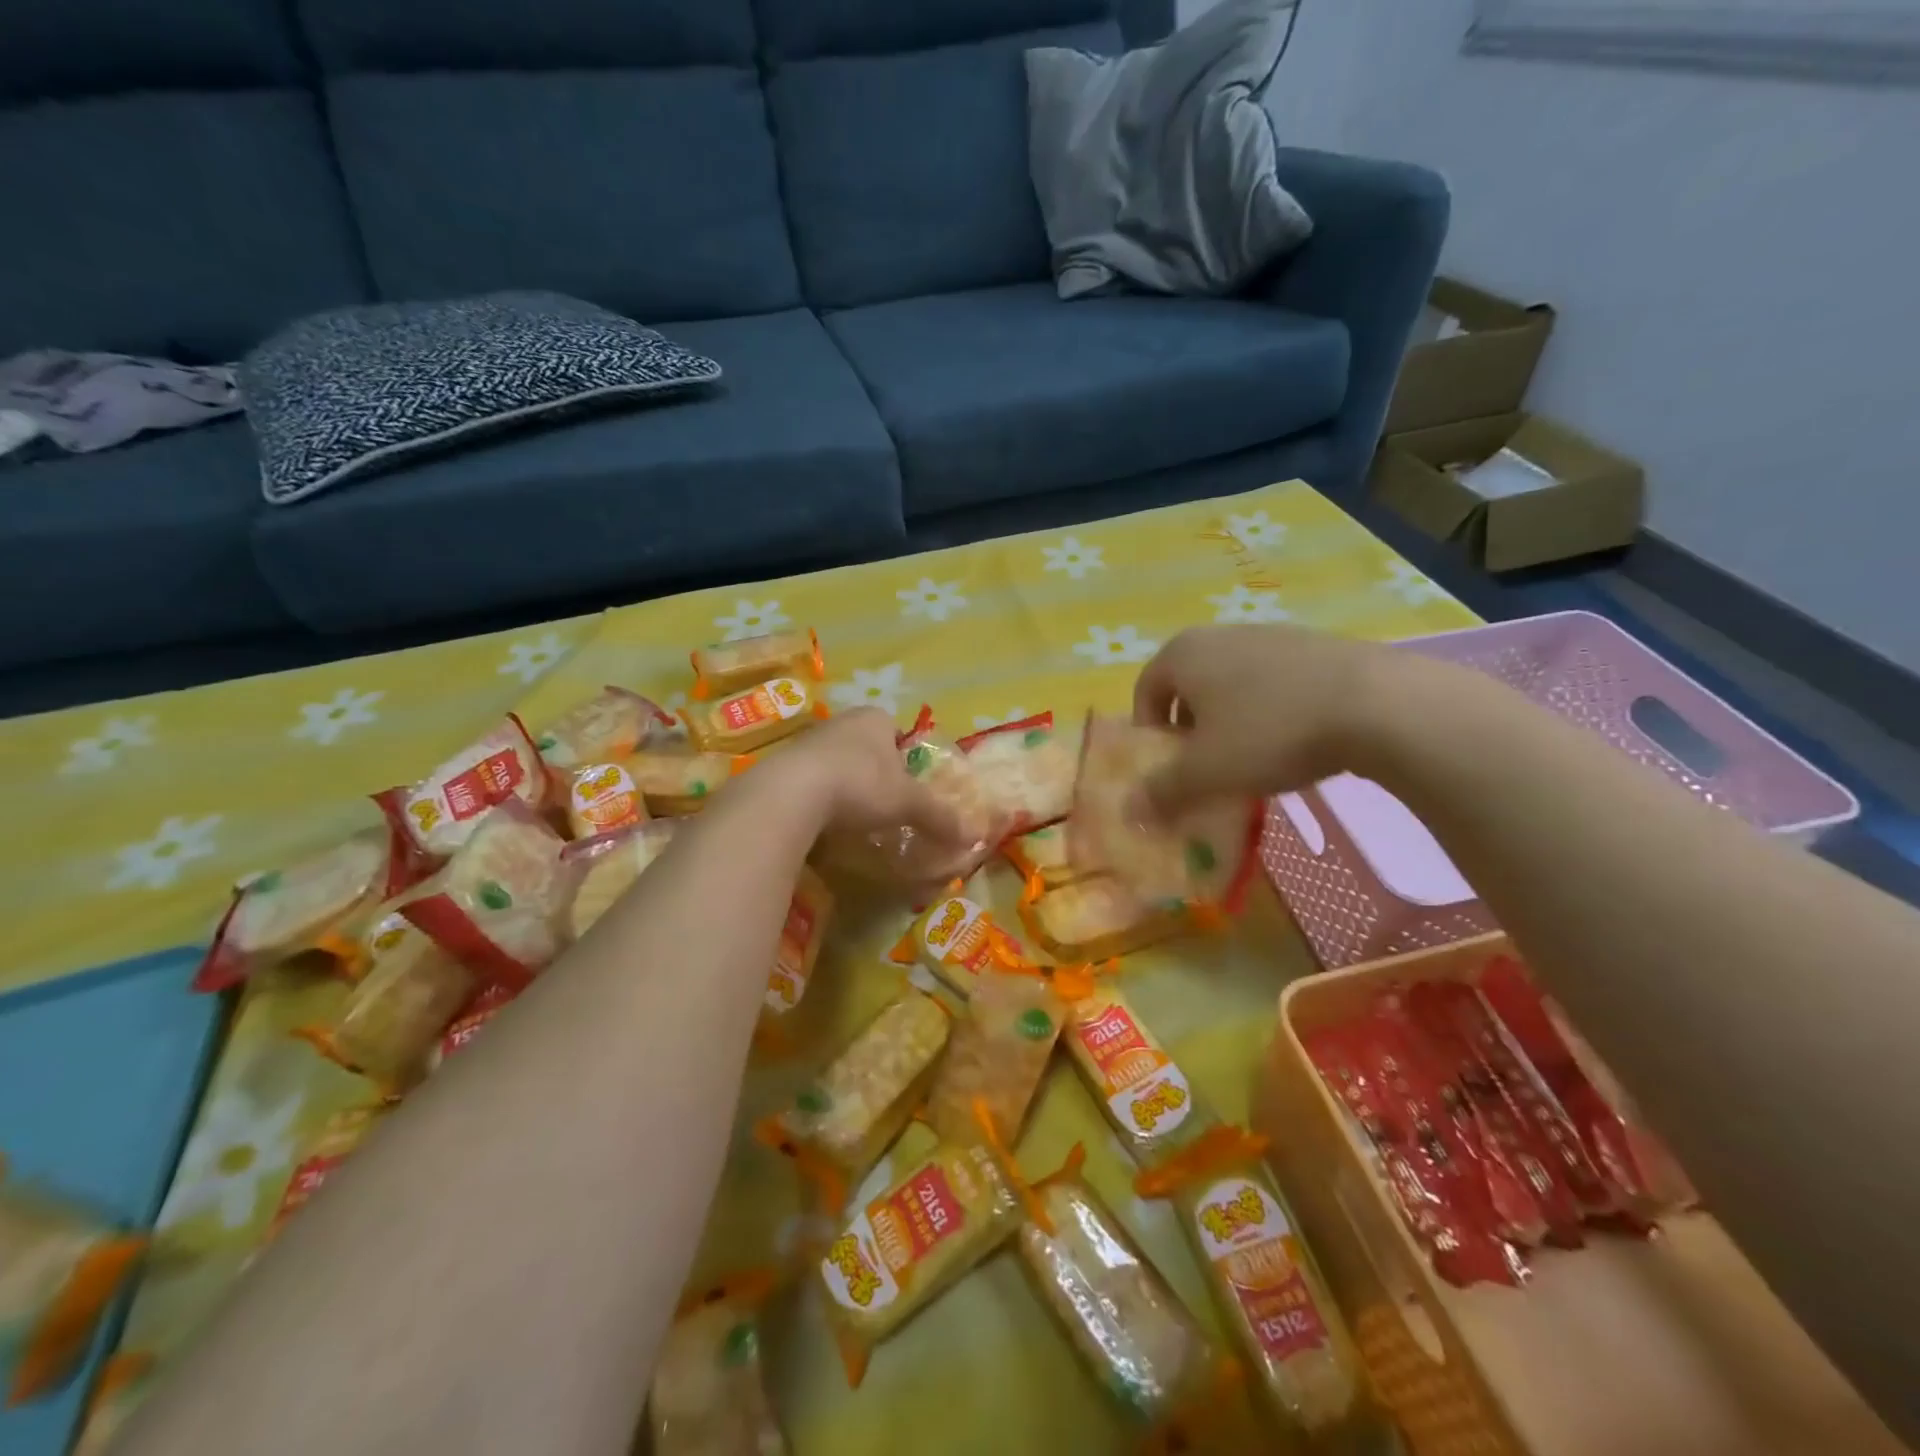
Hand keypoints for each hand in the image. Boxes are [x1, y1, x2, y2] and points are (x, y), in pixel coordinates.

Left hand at [781, 707, 965, 843]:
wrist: (790, 795)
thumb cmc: (860, 785)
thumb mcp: (908, 803)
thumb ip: (940, 817)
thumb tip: (975, 836)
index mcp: (874, 718)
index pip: (897, 730)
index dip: (906, 757)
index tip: (909, 786)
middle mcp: (841, 722)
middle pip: (866, 747)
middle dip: (876, 773)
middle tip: (885, 805)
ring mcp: (807, 742)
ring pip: (837, 763)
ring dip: (846, 787)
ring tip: (854, 819)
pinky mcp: (782, 766)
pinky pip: (810, 782)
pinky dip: (819, 800)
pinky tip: (824, 825)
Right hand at [1131, 625, 1399, 808]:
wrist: (1377, 704)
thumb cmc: (1269, 732)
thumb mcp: (1206, 773)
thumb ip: (1161, 793)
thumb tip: (1129, 812)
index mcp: (1182, 654)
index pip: (1145, 693)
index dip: (1149, 736)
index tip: (1169, 770)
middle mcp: (1219, 635)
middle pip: (1188, 689)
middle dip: (1190, 732)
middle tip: (1208, 768)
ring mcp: (1270, 635)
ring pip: (1232, 686)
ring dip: (1231, 724)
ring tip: (1254, 760)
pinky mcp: (1314, 646)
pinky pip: (1273, 683)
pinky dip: (1270, 713)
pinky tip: (1296, 742)